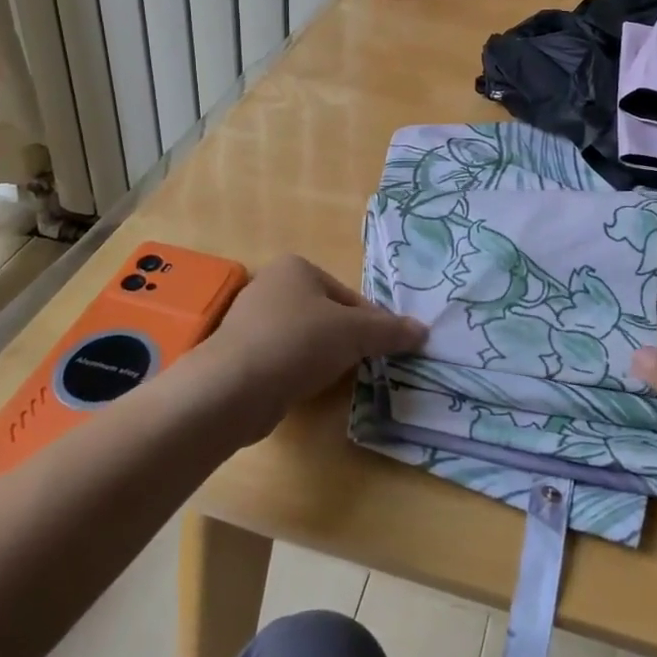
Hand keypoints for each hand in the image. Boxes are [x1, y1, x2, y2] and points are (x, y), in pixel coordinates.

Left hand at [194, 255, 425, 441]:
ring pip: (305, 339)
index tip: (382, 349)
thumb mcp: (355, 333)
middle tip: (361, 366)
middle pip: (327, 315)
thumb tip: (423, 331)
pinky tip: (302, 389)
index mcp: (297, 267)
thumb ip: (390, 331)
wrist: (233, 388)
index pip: (349, 296)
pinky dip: (297, 372)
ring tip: (332, 380)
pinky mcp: (240, 354)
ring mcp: (251, 321)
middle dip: (346, 340)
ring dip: (322, 358)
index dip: (371, 323)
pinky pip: (282, 359)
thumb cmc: (298, 342)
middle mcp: (271, 285)